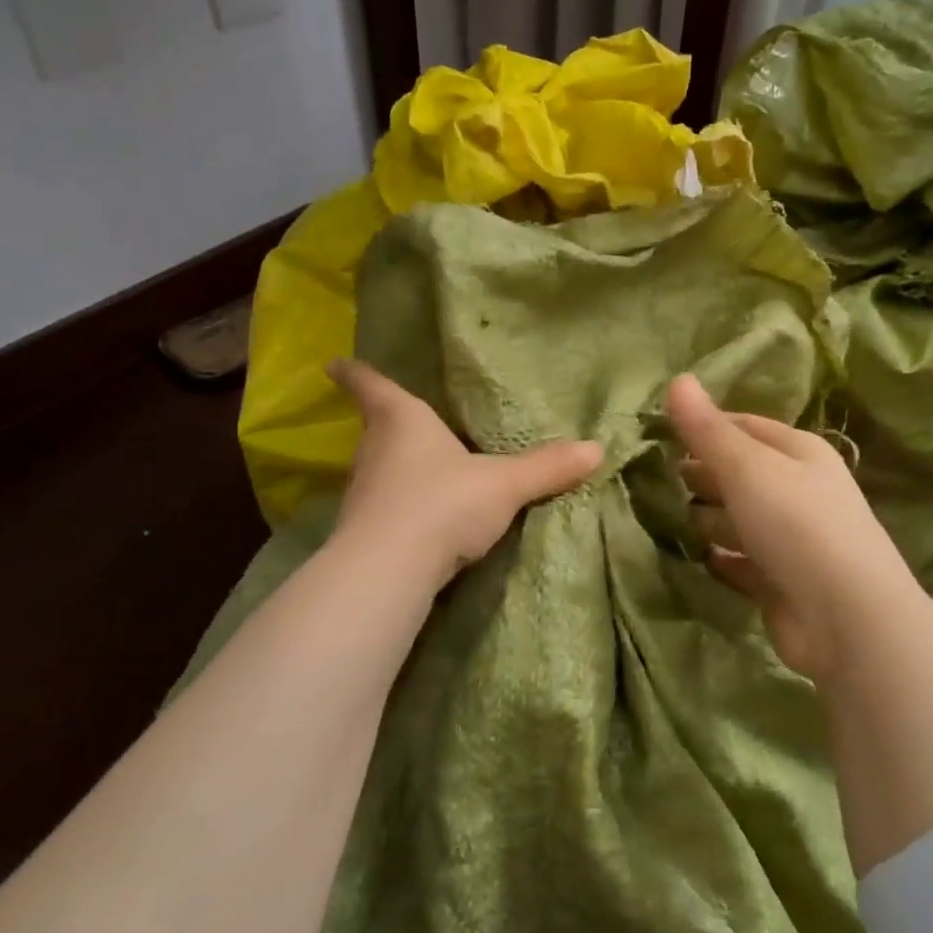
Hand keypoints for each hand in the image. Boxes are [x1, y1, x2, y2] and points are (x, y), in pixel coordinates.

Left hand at [329, 359, 603, 590]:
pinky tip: (421, 519)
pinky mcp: (363, 531)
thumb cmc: (443, 503)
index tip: (335, 363)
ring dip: (394, 469)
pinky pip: (384, 507)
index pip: (371, 386)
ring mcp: (363, 493)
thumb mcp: (503, 484)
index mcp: (401, 421)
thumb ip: (546, 468)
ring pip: (378, 470)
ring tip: (419, 471)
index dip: (355, 373)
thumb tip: (596, 449)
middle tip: (404, 422)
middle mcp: (374, 450)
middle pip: (375, 429)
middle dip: (386, 425)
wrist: (391, 569)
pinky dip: (399, 506)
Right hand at [666, 373, 916, 682]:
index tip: (658, 434)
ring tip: (660, 518)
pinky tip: (691, 558)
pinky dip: (718, 559)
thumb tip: (676, 379)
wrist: (846, 618)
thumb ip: (707, 429)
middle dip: (700, 475)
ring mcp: (790, 539)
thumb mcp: (747, 468)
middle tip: (650, 479)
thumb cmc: (797, 525)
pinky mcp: (780, 582)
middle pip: (739, 474)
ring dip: (705, 519)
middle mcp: (798, 491)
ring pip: (737, 520)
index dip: (704, 427)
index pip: (744, 427)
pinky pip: (740, 562)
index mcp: (798, 453)